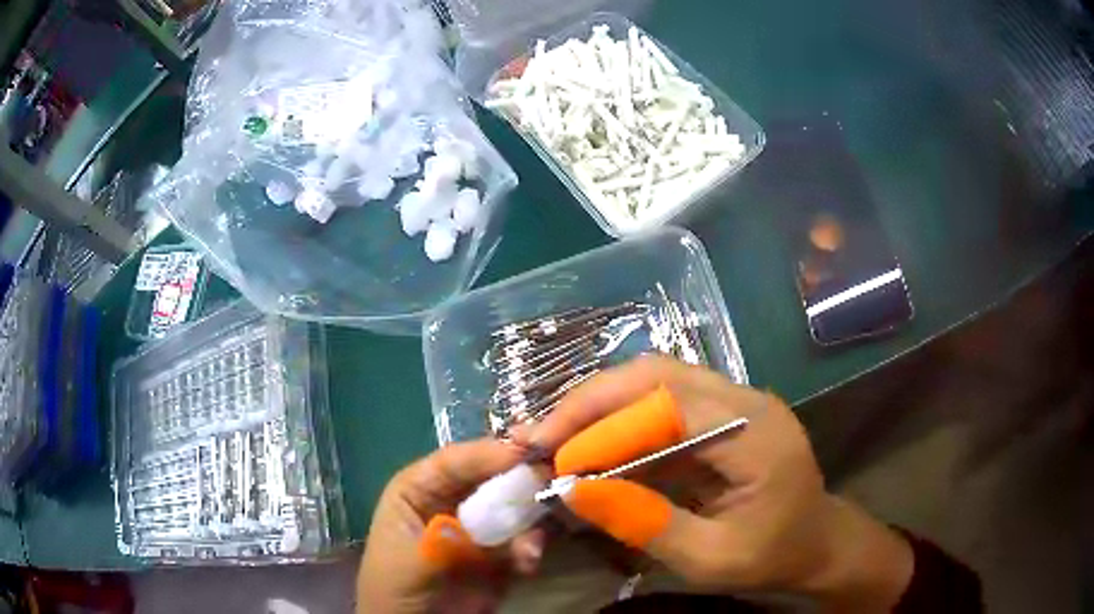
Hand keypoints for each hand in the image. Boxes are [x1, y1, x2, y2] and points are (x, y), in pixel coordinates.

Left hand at [357, 440, 546, 613]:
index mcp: (420, 488)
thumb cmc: (395, 588)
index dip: (488, 452)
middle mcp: (454, 498)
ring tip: (532, 539)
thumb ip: (444, 541)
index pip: (455, 461)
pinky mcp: (503, 552)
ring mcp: (481, 525)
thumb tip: (484, 520)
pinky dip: (533, 547)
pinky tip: (528, 562)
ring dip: (532, 515)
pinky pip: (527, 539)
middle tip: (551, 477)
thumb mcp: (410, 562)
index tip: (524, 450)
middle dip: (522, 476)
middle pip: (493, 474)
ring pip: (516, 504)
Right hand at [520, 356, 913, 611]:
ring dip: (601, 407)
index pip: (666, 402)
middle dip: (590, 402)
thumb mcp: (710, 558)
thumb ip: (644, 523)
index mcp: (754, 432)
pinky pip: (662, 401)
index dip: (601, 422)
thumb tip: (573, 491)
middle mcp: (745, 399)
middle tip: (543, 438)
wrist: (817, 542)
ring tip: (559, 441)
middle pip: (656, 373)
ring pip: (654, 379)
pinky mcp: (722, 412)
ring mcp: (736, 400)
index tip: (550, 454)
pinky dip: (620, 421)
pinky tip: (595, 448)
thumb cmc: (773, 555)